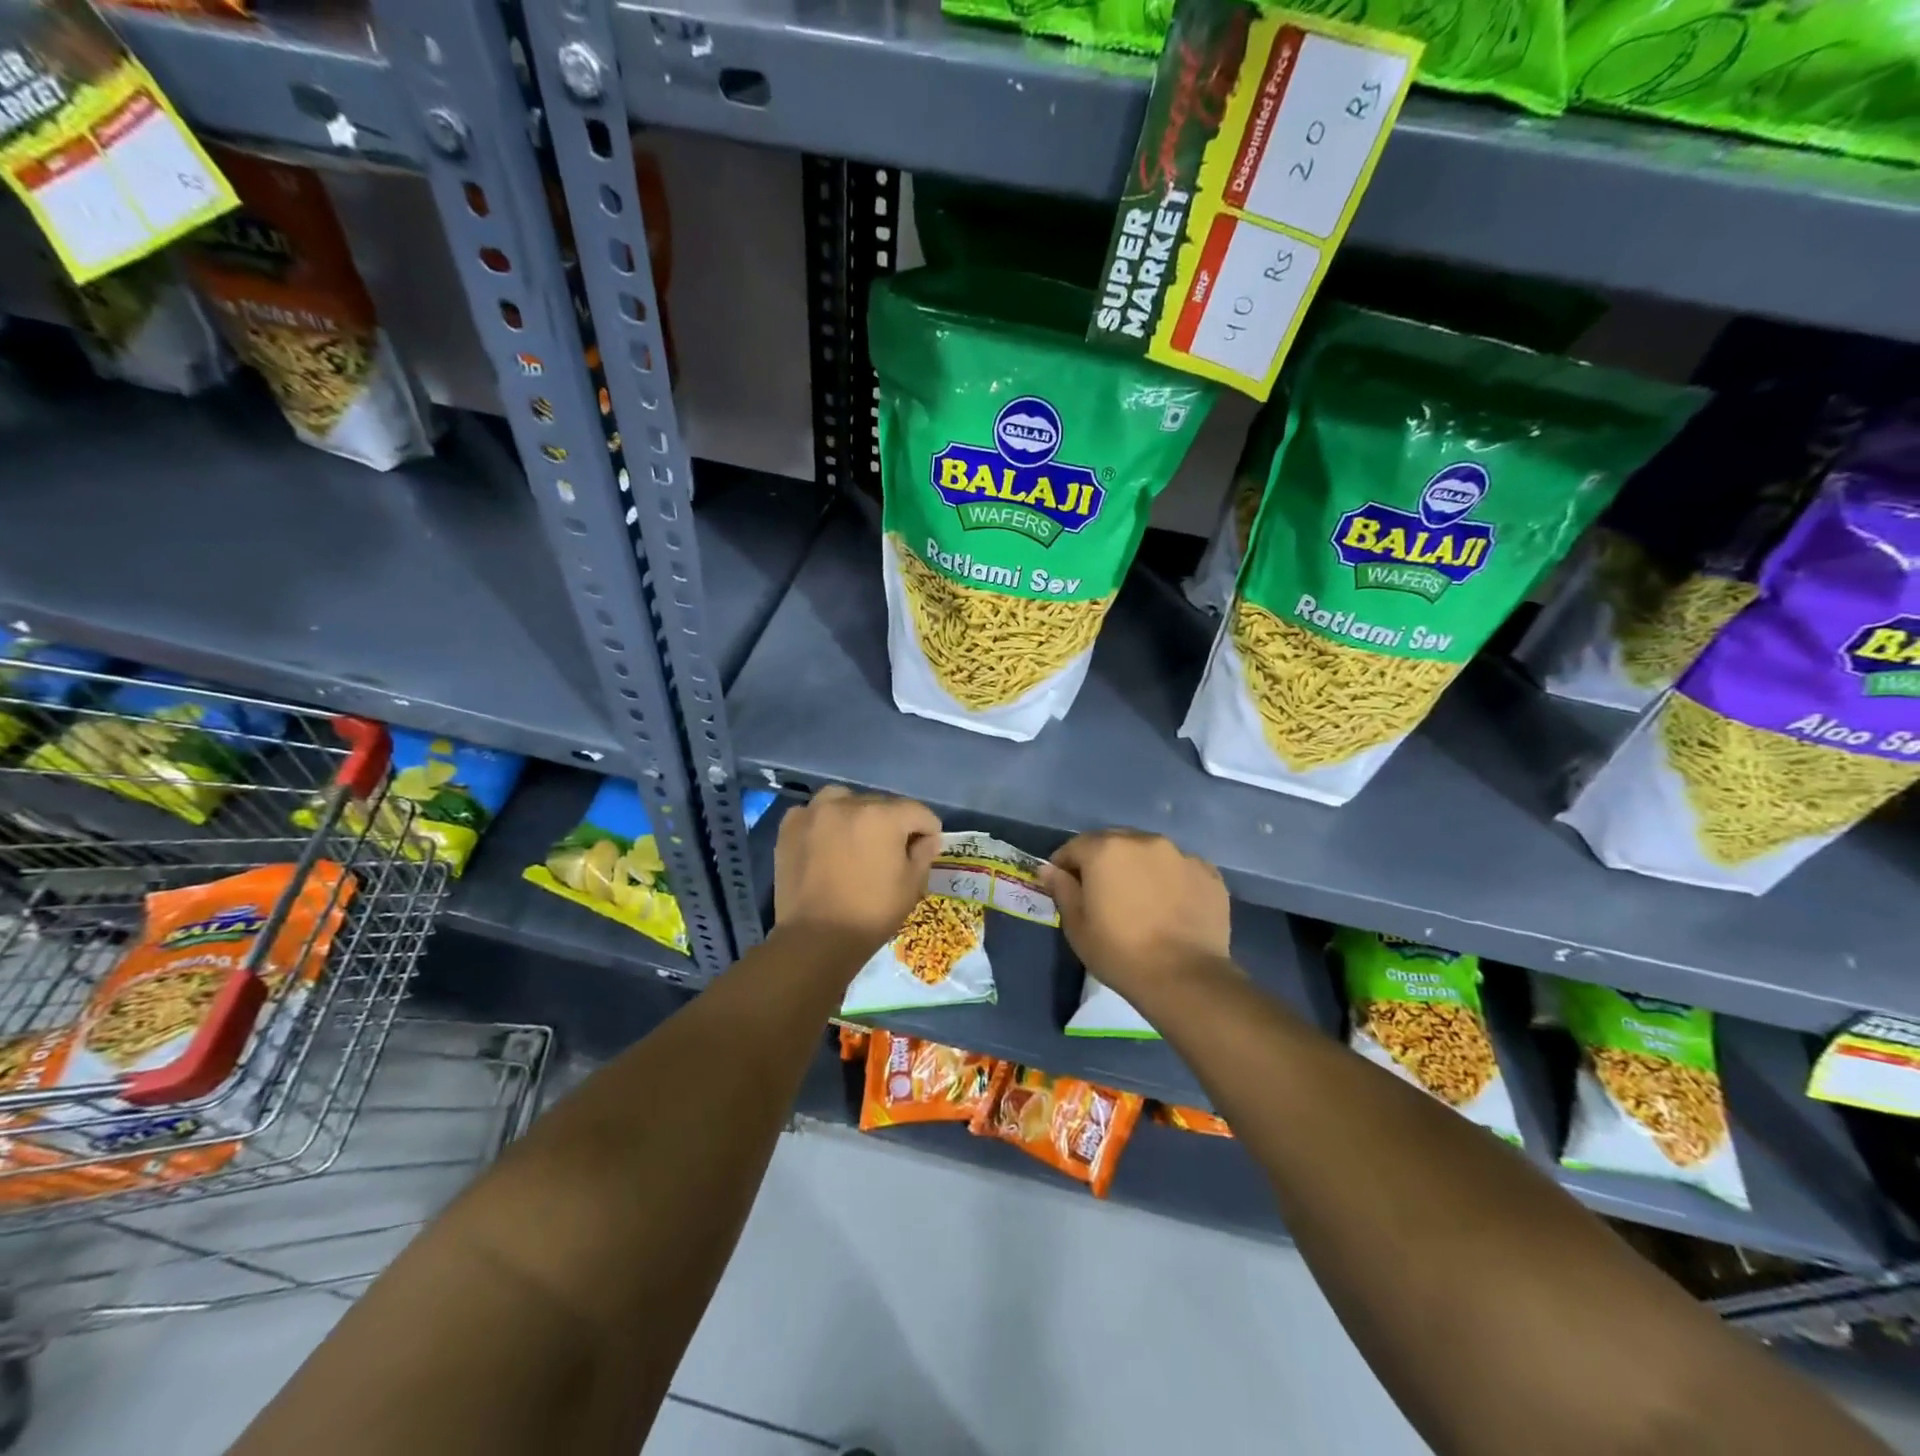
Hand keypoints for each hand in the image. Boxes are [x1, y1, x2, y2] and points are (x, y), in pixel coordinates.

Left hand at [773, 785, 941, 955]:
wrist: (815, 938)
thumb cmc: (871, 914)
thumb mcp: (911, 886)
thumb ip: (923, 854)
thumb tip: (926, 839)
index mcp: (884, 816)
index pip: (918, 812)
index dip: (928, 831)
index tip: (924, 850)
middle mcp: (849, 803)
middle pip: (881, 804)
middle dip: (891, 824)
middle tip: (888, 852)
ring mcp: (815, 811)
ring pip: (845, 800)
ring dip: (856, 815)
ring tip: (854, 840)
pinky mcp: (790, 825)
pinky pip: (814, 812)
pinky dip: (823, 822)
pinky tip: (825, 843)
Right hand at [1042, 830, 1231, 1007]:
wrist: (1185, 977)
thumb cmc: (1120, 952)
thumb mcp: (1077, 926)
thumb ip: (1062, 889)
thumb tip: (1049, 869)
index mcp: (1106, 849)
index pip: (1075, 846)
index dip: (1065, 865)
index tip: (1064, 885)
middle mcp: (1144, 841)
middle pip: (1114, 842)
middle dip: (1103, 860)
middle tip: (1102, 892)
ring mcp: (1181, 855)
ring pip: (1149, 852)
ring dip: (1138, 867)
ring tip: (1140, 898)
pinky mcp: (1208, 873)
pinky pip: (1179, 868)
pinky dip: (1170, 879)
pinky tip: (1170, 906)